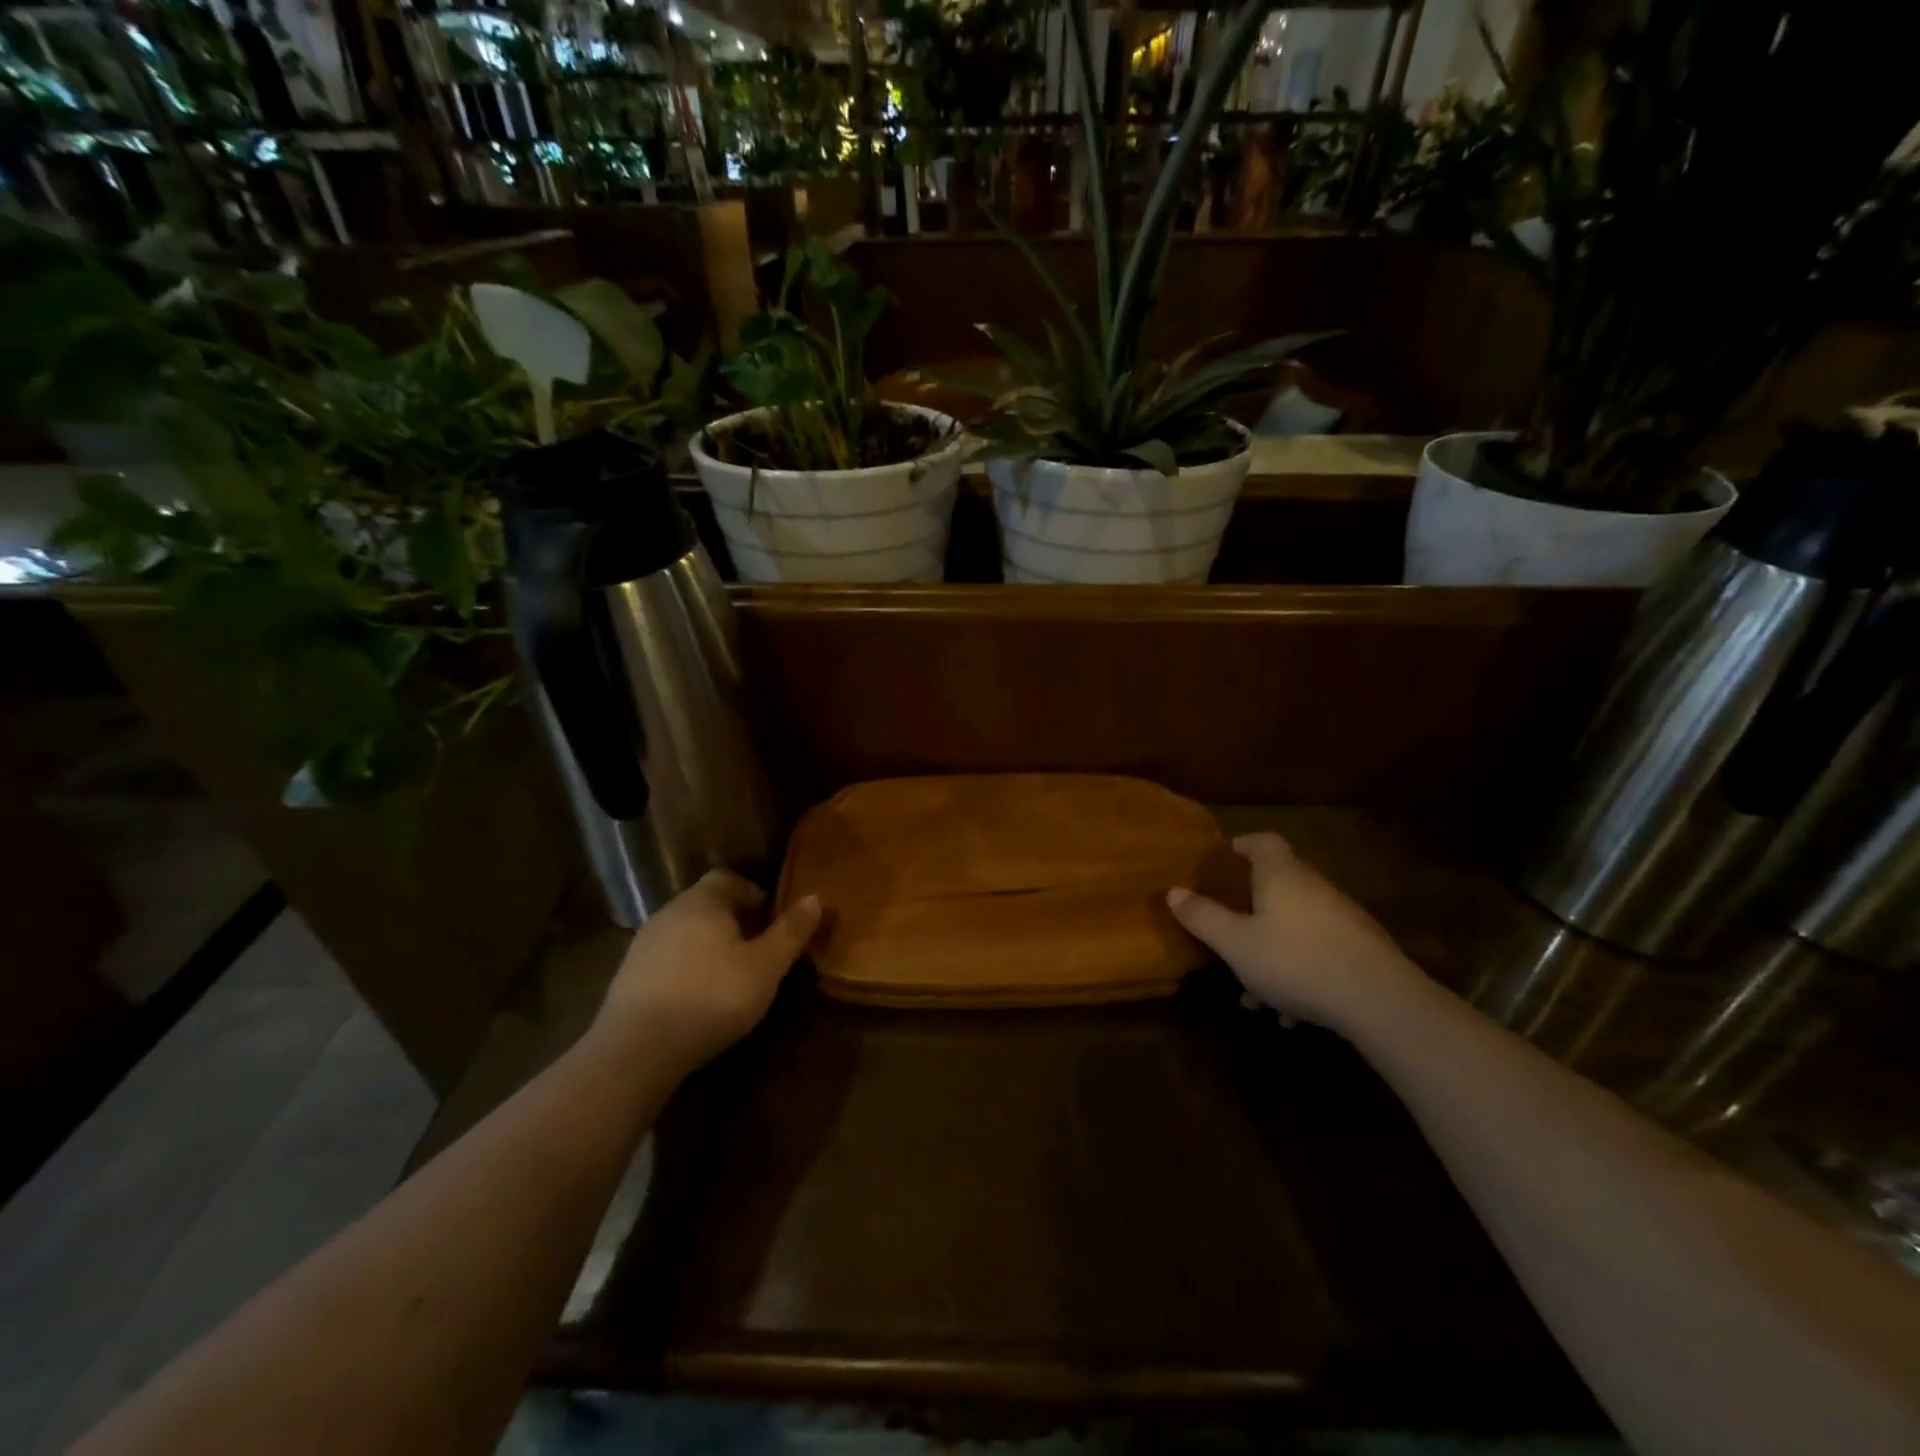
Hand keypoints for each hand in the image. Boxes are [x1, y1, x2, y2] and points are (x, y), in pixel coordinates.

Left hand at [594, 870, 821, 1077]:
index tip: (771, 921)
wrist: (637, 1049)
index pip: (729, 878)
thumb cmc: (712, 997)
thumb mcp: (765, 967)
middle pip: (706, 904)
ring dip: (707, 945)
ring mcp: (643, 943)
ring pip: (684, 931)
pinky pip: (666, 958)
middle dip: (733, 921)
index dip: (753, 894)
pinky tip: (696, 997)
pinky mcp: (627, 976)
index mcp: (703, 901)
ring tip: (729, 976)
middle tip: (756, 949)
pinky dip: (685, 968)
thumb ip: (790, 931)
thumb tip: (815, 898)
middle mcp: (670, 912)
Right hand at [1167, 832, 1424, 1033]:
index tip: (1224, 859)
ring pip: (1296, 925)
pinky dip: (1299, 971)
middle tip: (1228, 929)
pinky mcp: (1362, 950)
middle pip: (1279, 884)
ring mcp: (1343, 918)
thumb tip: (1173, 892)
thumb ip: (1203, 917)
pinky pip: (1319, 951)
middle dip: (1251, 907)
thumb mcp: (1235, 943)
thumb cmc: (1296, 960)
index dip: (1243, 845)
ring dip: (1272, 949)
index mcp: (1282, 876)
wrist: (1380, 1001)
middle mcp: (1314, 888)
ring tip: (1253, 992)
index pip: (1263, 842)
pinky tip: (1289, 1013)